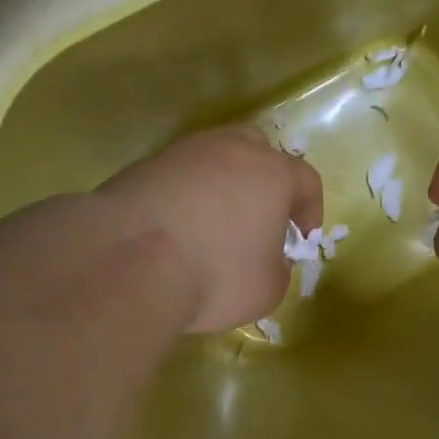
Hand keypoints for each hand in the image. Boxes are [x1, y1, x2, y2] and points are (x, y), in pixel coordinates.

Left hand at [98, 127, 323, 332]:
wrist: (128, 261)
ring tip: (213, 223)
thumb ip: (278, 268)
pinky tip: (176, 227)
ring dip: (221, 186)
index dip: (310, 209)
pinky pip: (177, 176)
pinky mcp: (144, 165)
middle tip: (260, 215)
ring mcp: (183, 152)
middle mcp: (230, 150)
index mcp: (272, 173)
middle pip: (258, 151)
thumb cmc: (215, 274)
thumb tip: (267, 258)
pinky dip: (184, 196)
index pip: (306, 179)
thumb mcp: (267, 289)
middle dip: (265, 180)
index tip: (303, 237)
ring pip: (213, 159)